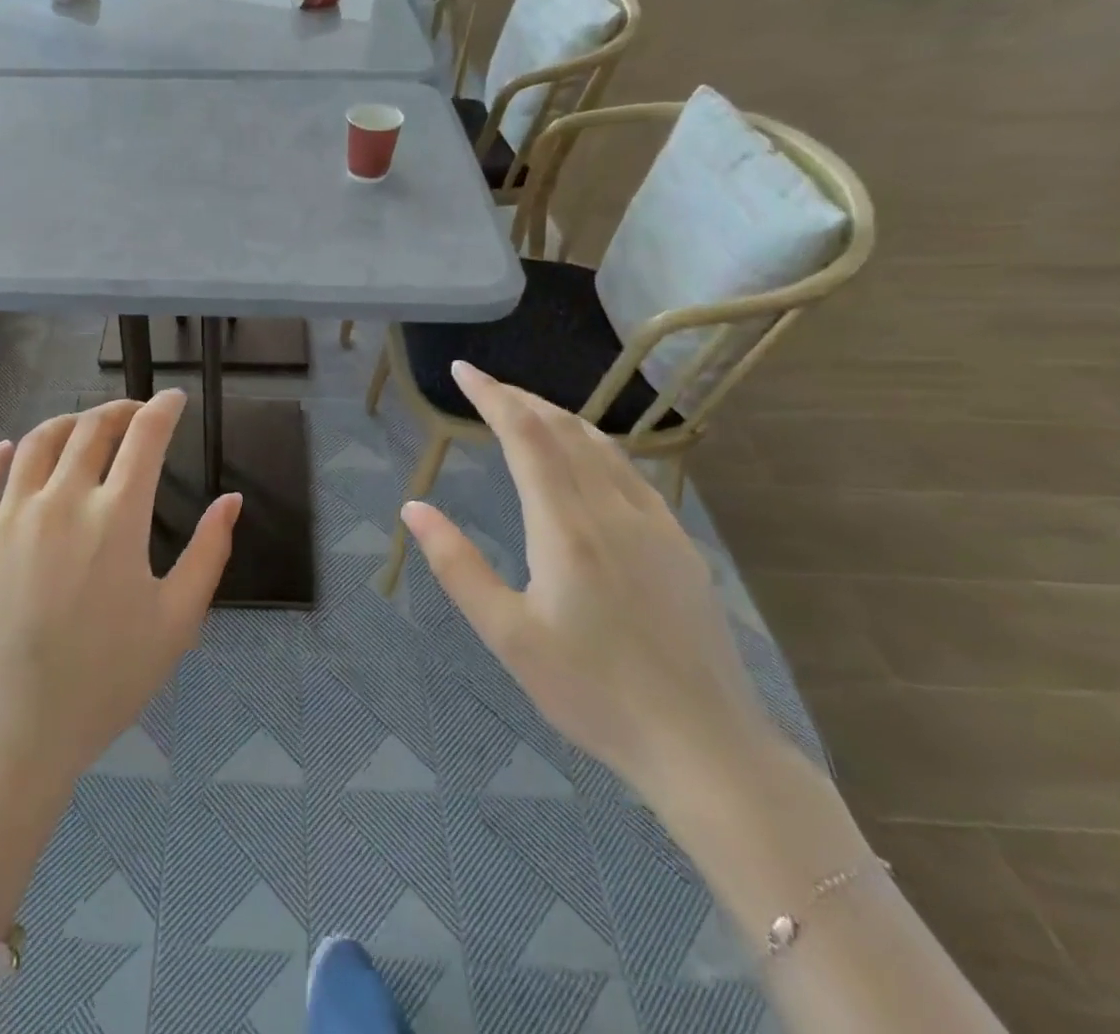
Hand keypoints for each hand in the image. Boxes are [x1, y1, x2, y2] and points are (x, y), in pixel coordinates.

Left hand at [0, 390, 240, 797]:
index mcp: (116, 517)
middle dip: (119, 411)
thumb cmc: (106, 680)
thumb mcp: (177, 622)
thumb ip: (209, 553)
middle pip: (91, 429)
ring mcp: (9, 514)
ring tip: (81, 427)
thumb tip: (232, 500)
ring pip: (37, 442)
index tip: (174, 399)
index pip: (144, 438)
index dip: (163, 409)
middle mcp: (61, 499)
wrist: (11, 731)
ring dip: (66, 423)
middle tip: (134, 414)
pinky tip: (8, 451)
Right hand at [401, 361, 780, 801]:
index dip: (492, 396)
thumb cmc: (593, 693)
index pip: (526, 436)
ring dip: (558, 417)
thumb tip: (414, 507)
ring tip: (526, 410)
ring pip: (601, 445)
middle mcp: (613, 510)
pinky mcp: (680, 546)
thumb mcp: (507, 636)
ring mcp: (655, 525)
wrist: (706, 748)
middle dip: (520, 398)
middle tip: (484, 385)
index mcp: (566, 527)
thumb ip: (457, 565)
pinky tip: (586, 460)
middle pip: (564, 429)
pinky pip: (630, 472)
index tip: (462, 370)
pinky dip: (594, 445)